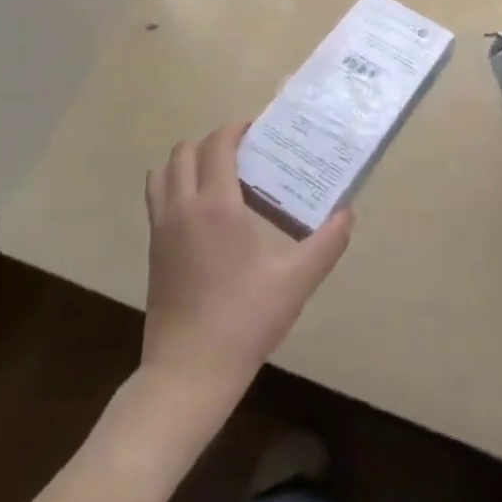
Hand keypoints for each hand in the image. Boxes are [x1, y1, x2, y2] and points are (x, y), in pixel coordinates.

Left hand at [141, 122, 352, 415]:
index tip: (258, 130)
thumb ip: (327, 243)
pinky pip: (157, 197)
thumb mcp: (296, 282)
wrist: (188, 372)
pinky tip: (204, 211)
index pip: (217, 145)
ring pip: (163, 172)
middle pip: (185, 151)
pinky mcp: (153, 249)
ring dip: (187, 161)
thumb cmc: (244, 320)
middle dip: (213, 142)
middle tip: (244, 153)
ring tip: (219, 174)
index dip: (235, 129)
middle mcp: (182, 207)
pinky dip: (175, 185)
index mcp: (216, 205)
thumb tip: (348, 212)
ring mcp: (162, 228)